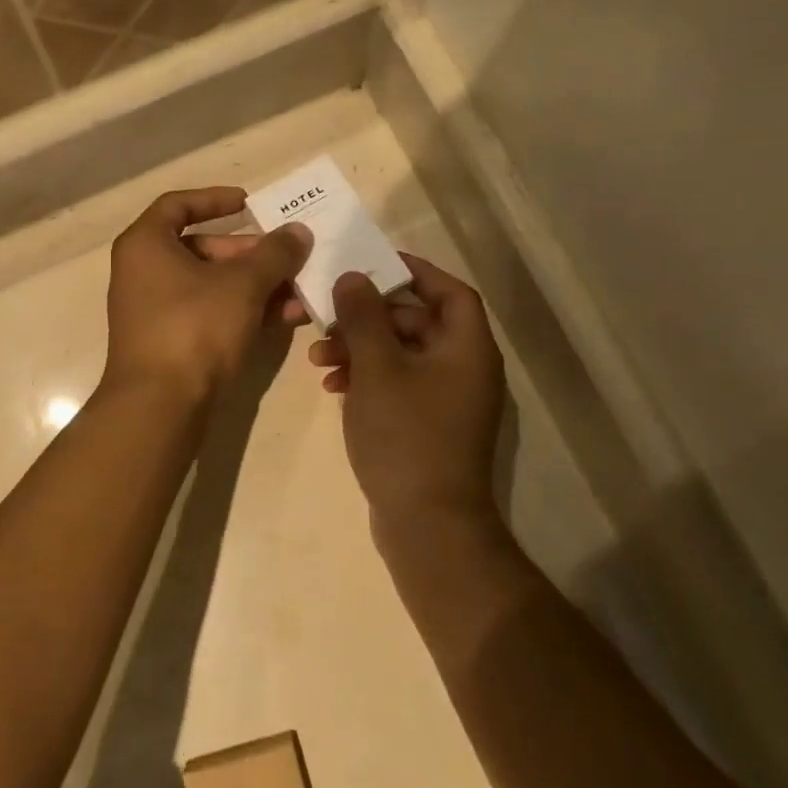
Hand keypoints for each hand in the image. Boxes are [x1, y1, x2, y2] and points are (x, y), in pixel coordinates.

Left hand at [102, 188, 312, 403]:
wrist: (161, 406)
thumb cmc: (195, 328)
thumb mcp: (243, 285)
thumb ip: (274, 253)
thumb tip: (299, 231)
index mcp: (146, 245)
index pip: (178, 205)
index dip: (215, 199)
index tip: (251, 204)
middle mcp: (144, 273)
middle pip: (203, 248)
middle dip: (251, 254)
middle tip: (288, 258)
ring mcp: (156, 311)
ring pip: (212, 285)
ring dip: (256, 286)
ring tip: (299, 292)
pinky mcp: (171, 343)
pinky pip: (210, 314)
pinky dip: (243, 311)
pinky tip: (286, 318)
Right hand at [310, 254, 505, 527]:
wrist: (427, 522)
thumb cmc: (406, 434)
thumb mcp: (378, 368)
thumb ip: (363, 317)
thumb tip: (354, 276)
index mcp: (467, 348)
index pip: (449, 291)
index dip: (413, 272)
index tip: (371, 264)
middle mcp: (465, 369)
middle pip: (419, 323)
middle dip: (370, 318)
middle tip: (329, 318)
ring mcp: (447, 401)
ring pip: (402, 356)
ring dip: (362, 350)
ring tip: (320, 358)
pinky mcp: (428, 426)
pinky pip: (398, 386)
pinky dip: (368, 379)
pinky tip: (334, 387)